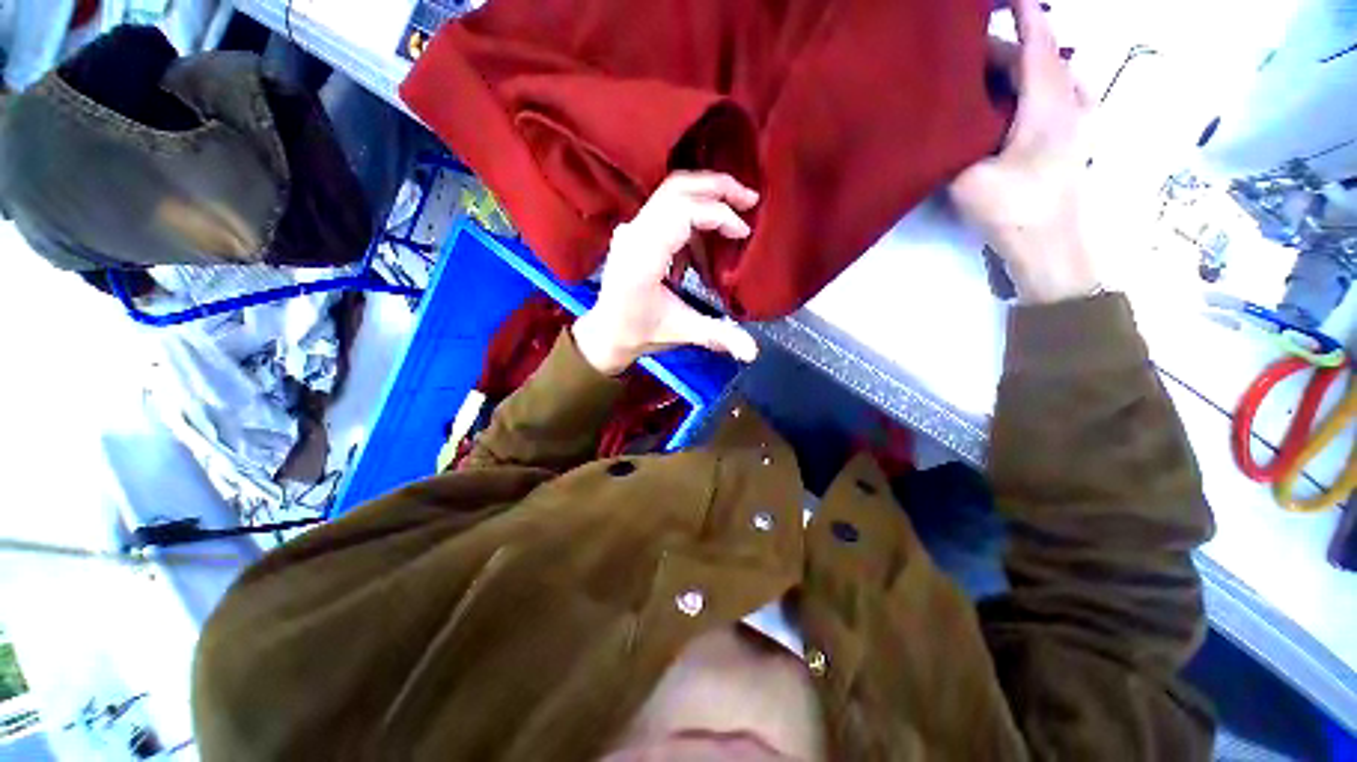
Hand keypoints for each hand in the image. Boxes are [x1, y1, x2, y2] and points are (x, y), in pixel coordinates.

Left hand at [572, 172, 760, 374]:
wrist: (607, 331)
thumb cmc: (639, 332)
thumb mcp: (681, 332)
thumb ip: (718, 336)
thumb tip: (753, 353)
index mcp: (642, 258)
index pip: (681, 214)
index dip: (718, 215)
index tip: (742, 233)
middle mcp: (633, 235)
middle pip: (676, 189)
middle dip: (718, 188)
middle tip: (749, 199)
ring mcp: (631, 229)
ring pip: (671, 193)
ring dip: (706, 196)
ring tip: (735, 212)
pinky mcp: (635, 231)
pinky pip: (667, 209)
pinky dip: (693, 216)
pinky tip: (706, 243)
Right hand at [950, 0, 1096, 303]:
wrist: (1050, 247)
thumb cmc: (1014, 210)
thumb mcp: (968, 179)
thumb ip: (951, 148)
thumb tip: (931, 127)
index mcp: (1047, 103)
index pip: (1038, 41)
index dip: (1023, 13)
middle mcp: (1067, 101)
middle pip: (1039, 58)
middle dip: (1006, 48)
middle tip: (966, 55)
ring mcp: (1075, 121)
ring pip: (1049, 77)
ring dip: (1020, 69)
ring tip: (985, 76)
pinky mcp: (1072, 140)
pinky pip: (1055, 97)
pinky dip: (1034, 89)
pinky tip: (1015, 101)